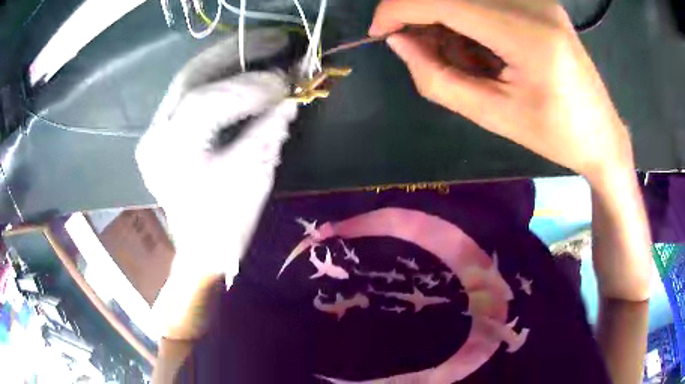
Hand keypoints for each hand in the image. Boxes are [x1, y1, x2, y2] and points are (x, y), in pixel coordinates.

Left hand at [136, 29, 296, 286]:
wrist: (199, 251)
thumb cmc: (224, 225)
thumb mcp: (251, 179)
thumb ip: (269, 130)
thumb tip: (292, 95)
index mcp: (171, 154)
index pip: (207, 101)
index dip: (251, 84)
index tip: (289, 79)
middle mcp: (155, 135)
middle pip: (191, 75)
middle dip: (238, 51)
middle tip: (277, 38)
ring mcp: (154, 132)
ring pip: (188, 78)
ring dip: (228, 57)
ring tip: (263, 45)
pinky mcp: (161, 132)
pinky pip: (188, 92)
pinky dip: (217, 76)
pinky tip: (240, 66)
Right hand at [370, 0, 632, 181]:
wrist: (601, 133)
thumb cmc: (554, 134)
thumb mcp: (493, 116)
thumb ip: (437, 78)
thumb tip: (399, 41)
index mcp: (527, 36)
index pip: (445, 0)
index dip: (399, 8)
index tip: (379, 31)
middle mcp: (533, 4)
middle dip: (423, 15)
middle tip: (423, 50)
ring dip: (448, 19)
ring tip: (465, 58)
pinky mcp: (538, 0)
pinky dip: (468, 17)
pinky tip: (482, 47)